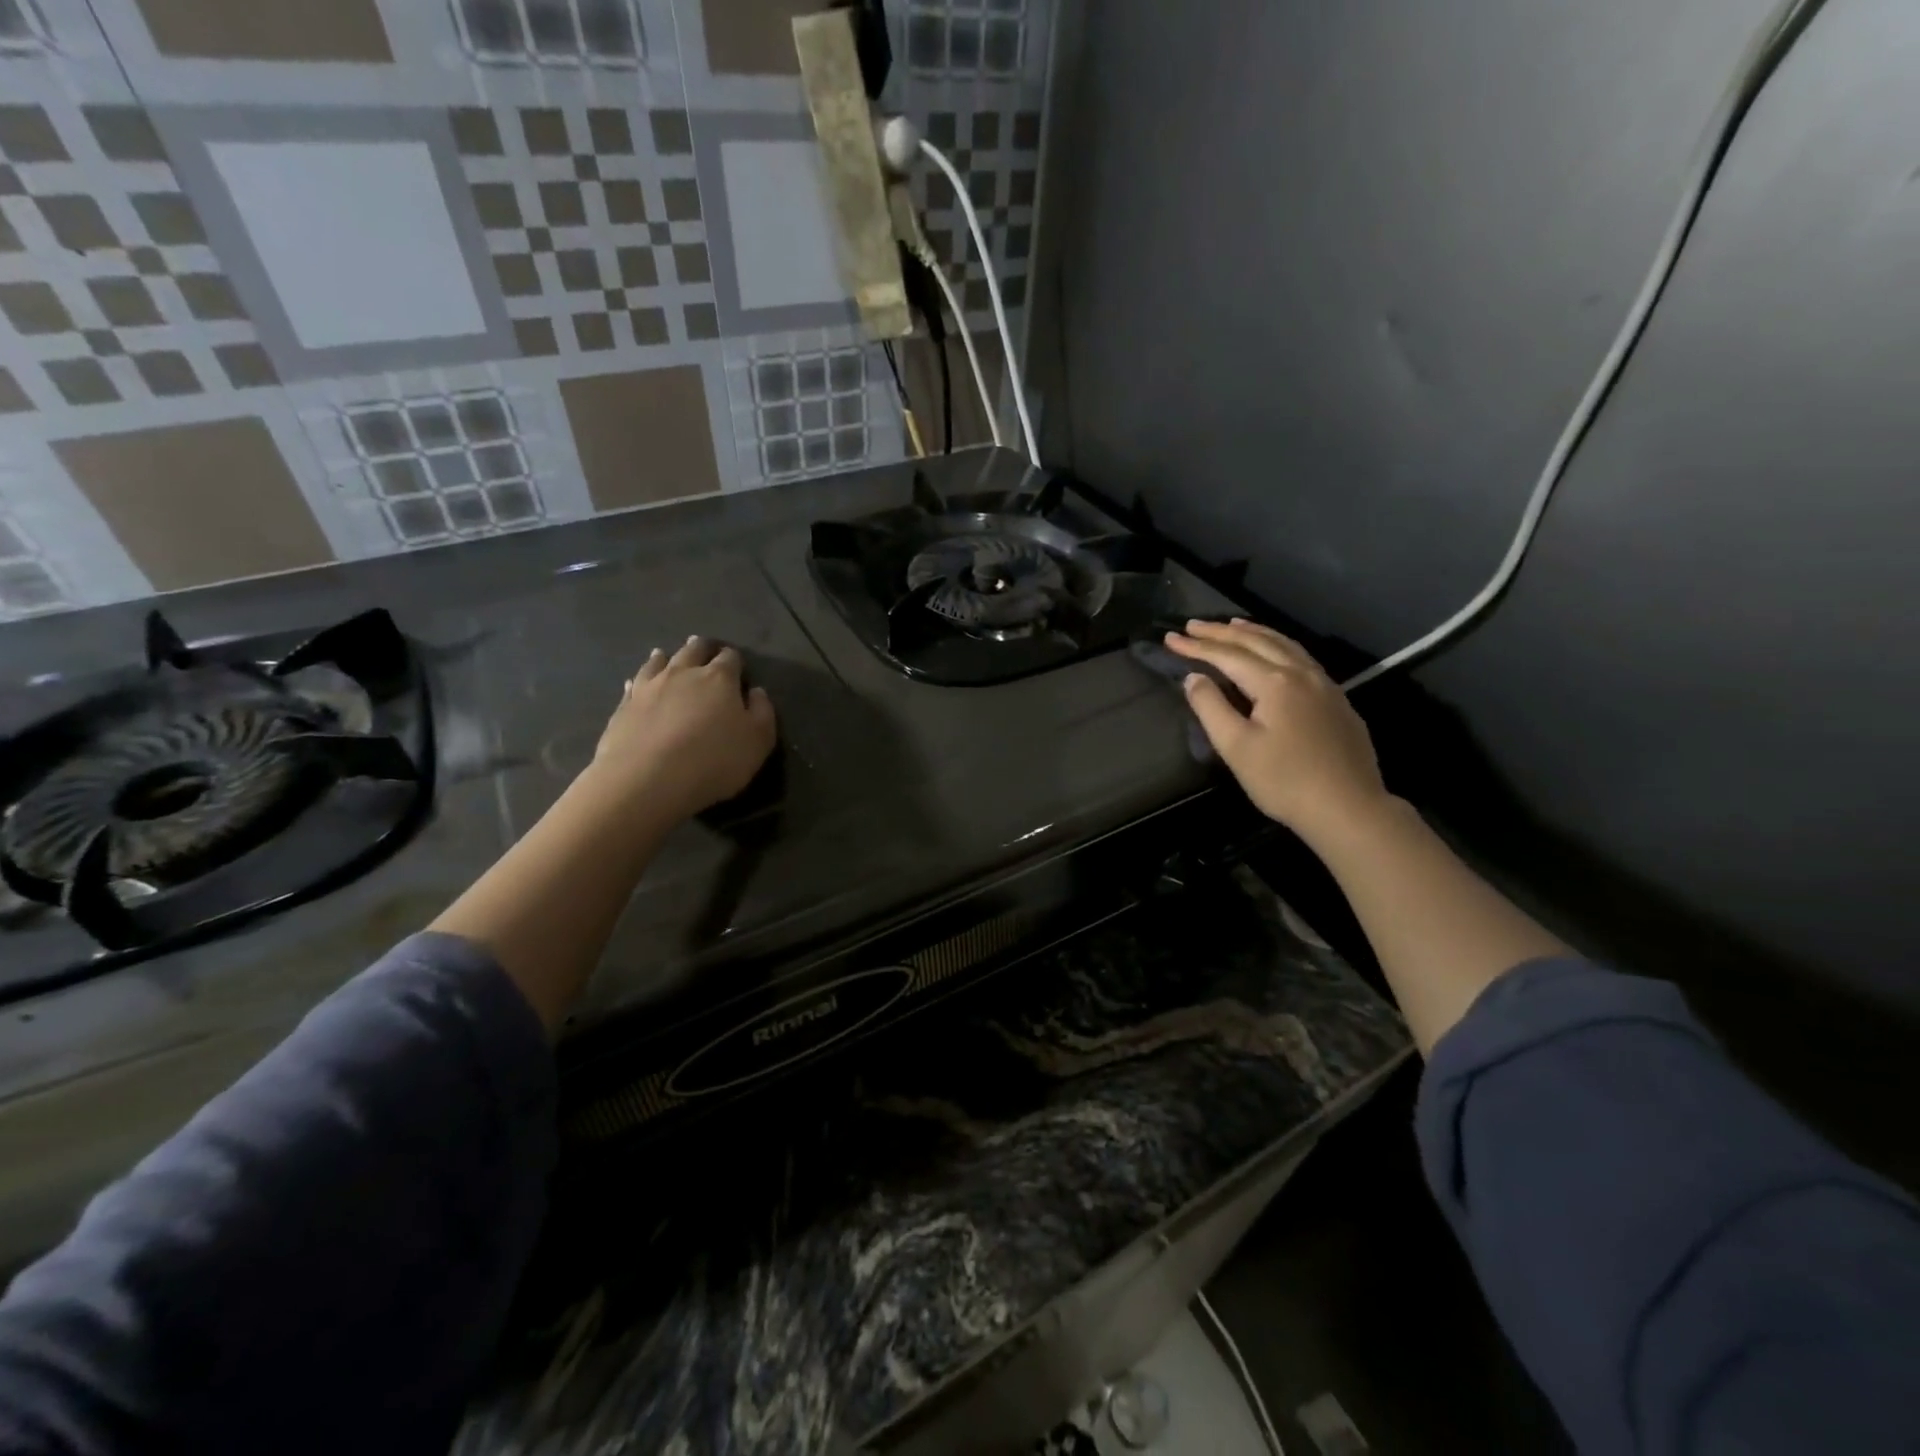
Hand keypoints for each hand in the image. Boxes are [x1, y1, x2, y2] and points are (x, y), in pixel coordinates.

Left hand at [593, 636, 776, 821]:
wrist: (648, 780)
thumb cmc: (714, 760)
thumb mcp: (758, 741)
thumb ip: (762, 712)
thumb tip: (756, 692)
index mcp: (719, 679)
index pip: (730, 658)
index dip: (735, 659)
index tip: (738, 665)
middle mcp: (683, 673)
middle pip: (693, 651)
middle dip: (701, 648)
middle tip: (704, 648)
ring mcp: (649, 687)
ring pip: (658, 662)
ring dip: (665, 657)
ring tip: (665, 655)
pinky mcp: (624, 706)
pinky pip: (633, 686)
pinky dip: (637, 681)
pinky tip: (634, 683)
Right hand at [1165, 619, 1389, 842]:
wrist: (1348, 808)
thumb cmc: (1284, 781)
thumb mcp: (1236, 748)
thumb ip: (1211, 708)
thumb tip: (1194, 678)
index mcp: (1274, 682)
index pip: (1227, 656)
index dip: (1196, 646)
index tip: (1170, 638)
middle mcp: (1301, 673)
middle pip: (1256, 642)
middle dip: (1221, 632)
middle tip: (1192, 624)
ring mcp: (1324, 685)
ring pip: (1284, 645)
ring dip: (1253, 632)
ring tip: (1232, 625)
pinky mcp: (1336, 700)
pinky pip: (1301, 657)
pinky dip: (1278, 645)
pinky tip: (1274, 652)